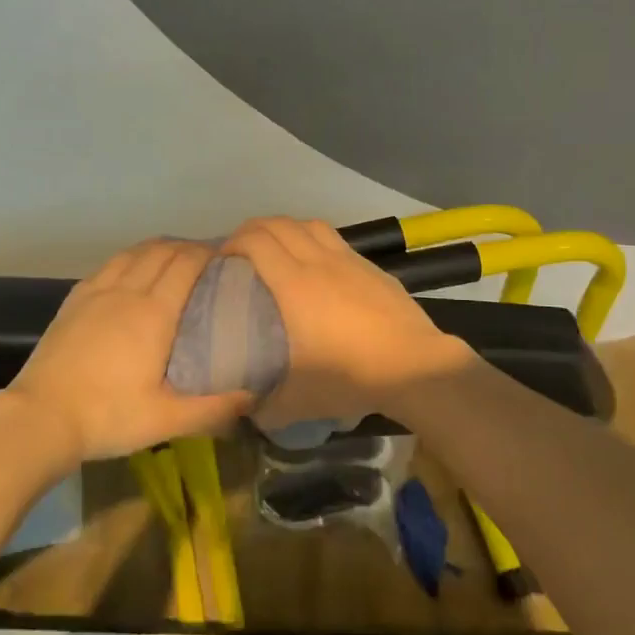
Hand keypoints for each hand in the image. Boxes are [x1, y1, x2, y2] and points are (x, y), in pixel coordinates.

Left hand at [2, 239, 251, 464]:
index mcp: (154, 312)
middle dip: (187, 247)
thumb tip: (253, 395)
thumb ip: (213, 407)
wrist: (40, 417)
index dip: (207, 253)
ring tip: (172, 257)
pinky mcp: (74, 300)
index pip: (186, 264)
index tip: (225, 257)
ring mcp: (96, 292)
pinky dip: (129, 258)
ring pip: (133, 253)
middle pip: (162, 251)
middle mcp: (127, 291)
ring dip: (157, 248)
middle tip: (205, 259)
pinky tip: (130, 270)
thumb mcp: (166, 420)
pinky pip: (108, 265)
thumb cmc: (109, 416)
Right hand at [222, 218, 469, 389]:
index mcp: (294, 285)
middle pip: (277, 224)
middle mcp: (317, 262)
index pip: (255, 242)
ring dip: (284, 228)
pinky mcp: (368, 265)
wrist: (414, 365)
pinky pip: (332, 237)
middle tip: (239, 254)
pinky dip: (312, 239)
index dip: (231, 243)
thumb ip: (264, 407)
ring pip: (307, 224)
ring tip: (275, 249)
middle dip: (251, 231)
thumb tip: (245, 411)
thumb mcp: (298, 402)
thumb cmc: (351, 377)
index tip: (220, 262)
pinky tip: (314, 262)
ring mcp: (347, 259)